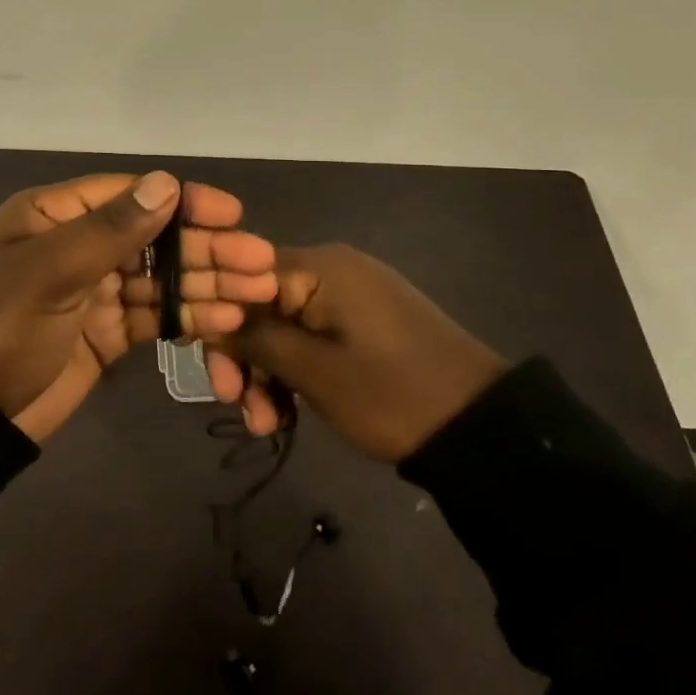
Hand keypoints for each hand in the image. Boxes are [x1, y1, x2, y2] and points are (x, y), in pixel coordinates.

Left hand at [0, 172, 276, 441]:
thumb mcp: (49, 271)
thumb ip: (110, 230)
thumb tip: (166, 183)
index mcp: (54, 215)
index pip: (130, 196)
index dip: (183, 201)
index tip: (232, 212)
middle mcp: (77, 245)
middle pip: (154, 238)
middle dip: (206, 249)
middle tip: (260, 262)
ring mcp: (93, 291)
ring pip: (161, 279)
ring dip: (207, 284)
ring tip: (257, 292)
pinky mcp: (105, 333)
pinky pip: (153, 316)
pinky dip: (187, 317)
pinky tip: (225, 320)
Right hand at [208, 244, 508, 462]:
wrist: (483, 427)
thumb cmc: (392, 395)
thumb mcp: (316, 373)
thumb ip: (257, 341)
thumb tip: (212, 322)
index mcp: (321, 267)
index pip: (242, 279)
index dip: (219, 323)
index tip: (216, 374)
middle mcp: (331, 270)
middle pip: (261, 305)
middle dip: (244, 357)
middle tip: (237, 407)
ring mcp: (350, 297)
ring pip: (284, 326)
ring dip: (267, 373)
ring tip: (266, 426)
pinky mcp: (363, 323)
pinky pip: (311, 336)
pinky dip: (295, 371)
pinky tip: (287, 413)